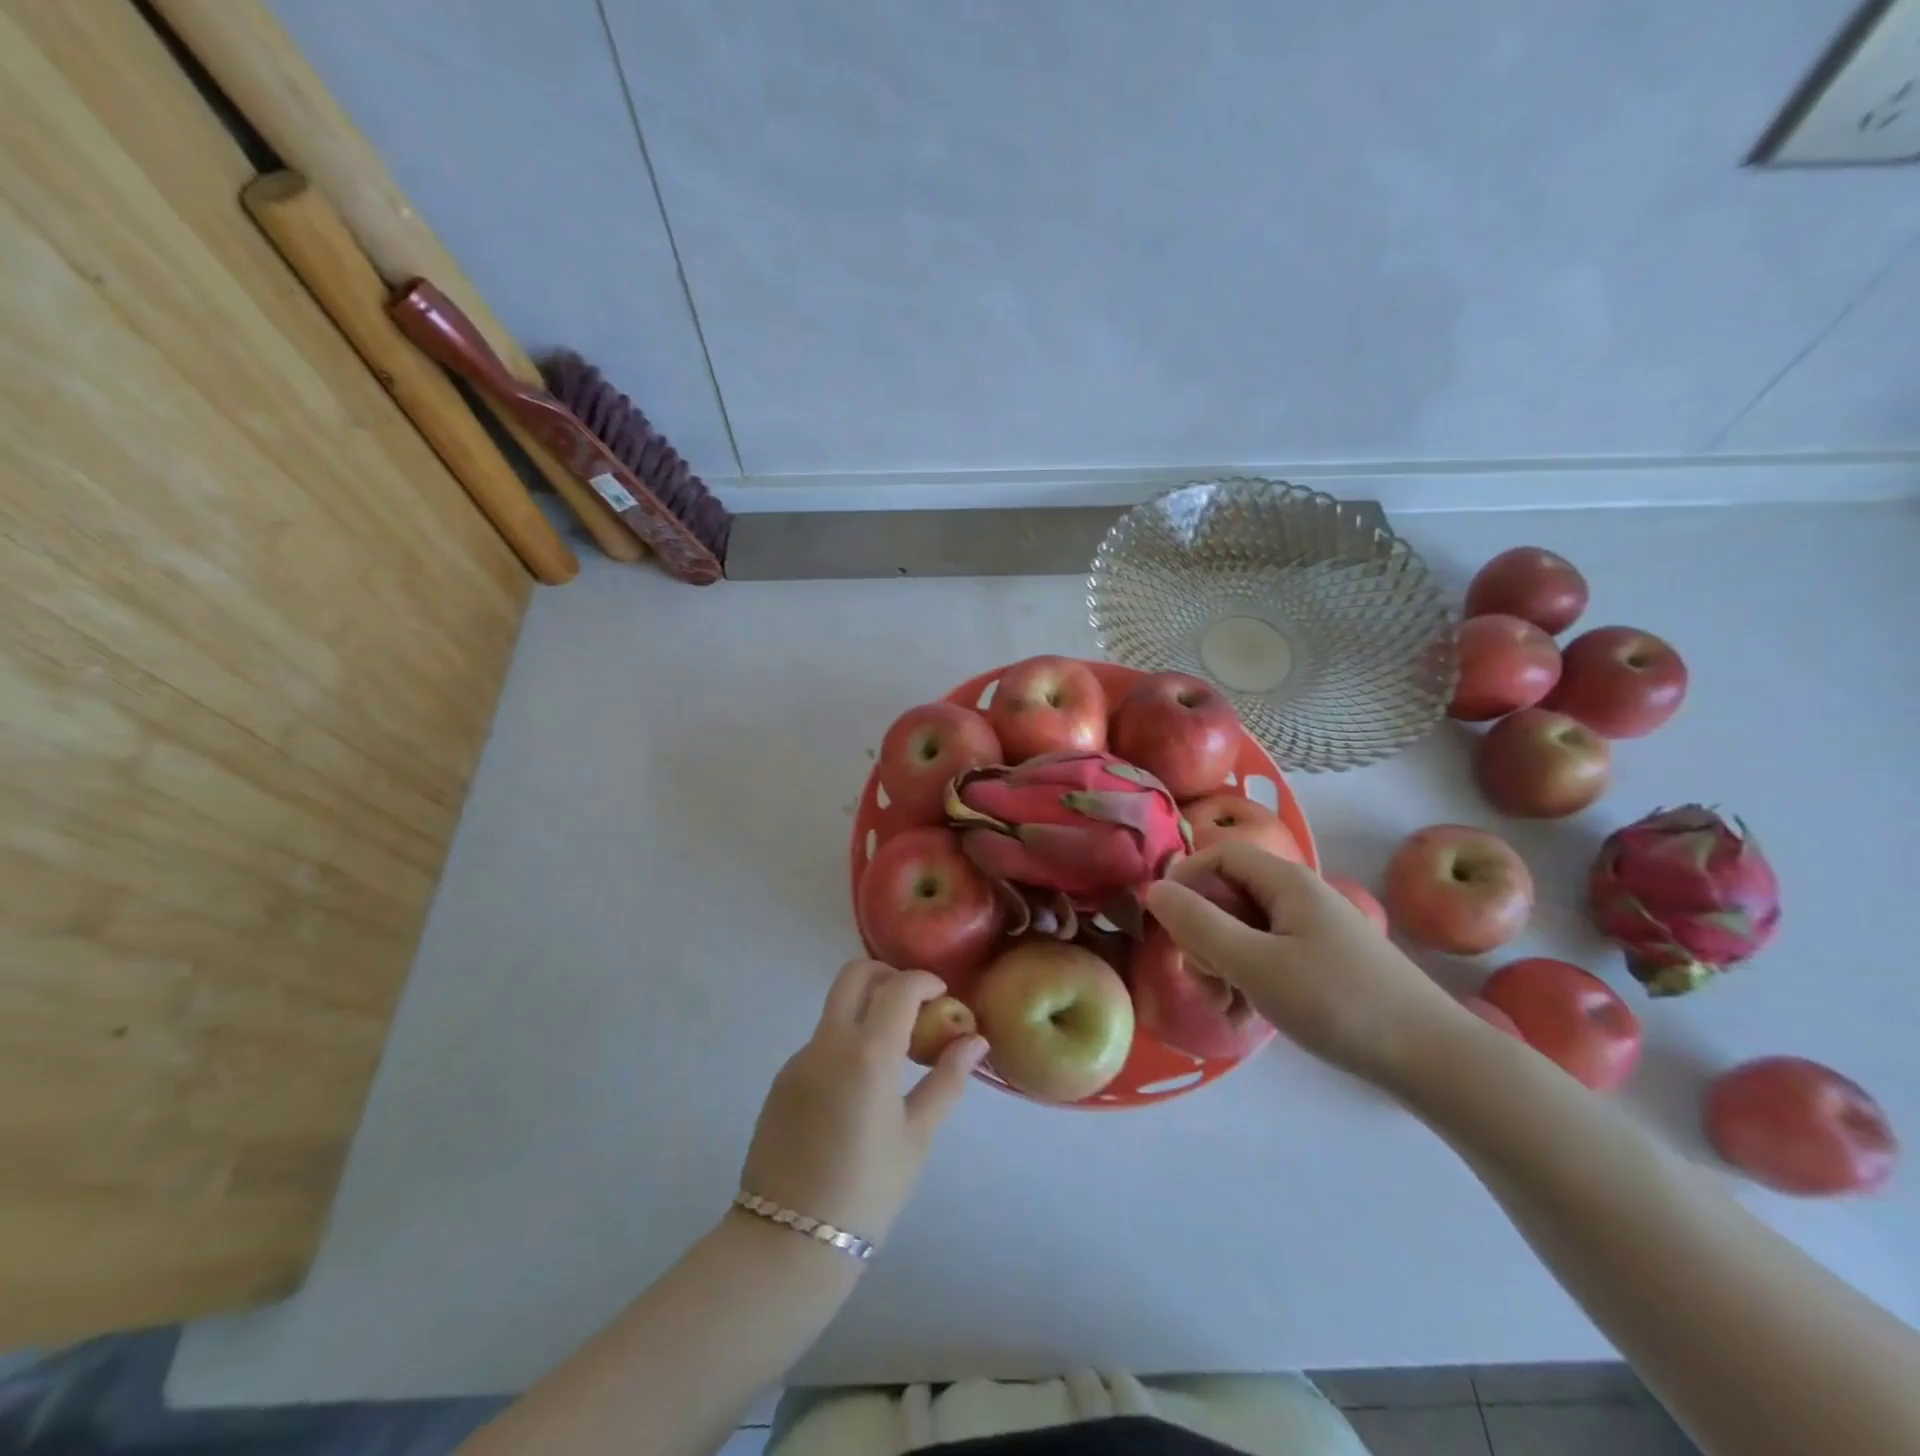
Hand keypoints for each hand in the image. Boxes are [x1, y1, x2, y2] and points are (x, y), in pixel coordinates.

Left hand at [739, 960, 986, 1248]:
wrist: (787, 1242)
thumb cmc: (867, 1191)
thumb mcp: (917, 1137)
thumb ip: (948, 1080)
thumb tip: (976, 1041)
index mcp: (868, 1054)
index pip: (899, 987)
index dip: (924, 980)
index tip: (942, 994)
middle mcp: (828, 1043)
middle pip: (854, 974)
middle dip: (888, 975)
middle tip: (913, 1005)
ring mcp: (799, 1059)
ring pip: (835, 1007)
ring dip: (867, 1009)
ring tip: (893, 1053)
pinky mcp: (782, 1079)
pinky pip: (820, 1042)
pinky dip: (846, 1041)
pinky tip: (860, 1087)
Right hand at [1144, 843, 1468, 1088]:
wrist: (1434, 1060)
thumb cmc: (1339, 1003)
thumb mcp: (1255, 964)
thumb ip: (1199, 925)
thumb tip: (1153, 890)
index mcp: (1287, 882)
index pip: (1218, 854)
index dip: (1185, 878)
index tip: (1167, 922)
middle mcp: (1299, 896)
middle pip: (1229, 893)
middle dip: (1202, 930)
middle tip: (1202, 975)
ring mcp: (1313, 930)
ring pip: (1245, 928)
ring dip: (1222, 959)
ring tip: (1225, 1002)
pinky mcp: (1323, 961)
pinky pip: (1268, 953)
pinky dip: (1248, 976)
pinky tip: (1247, 1012)